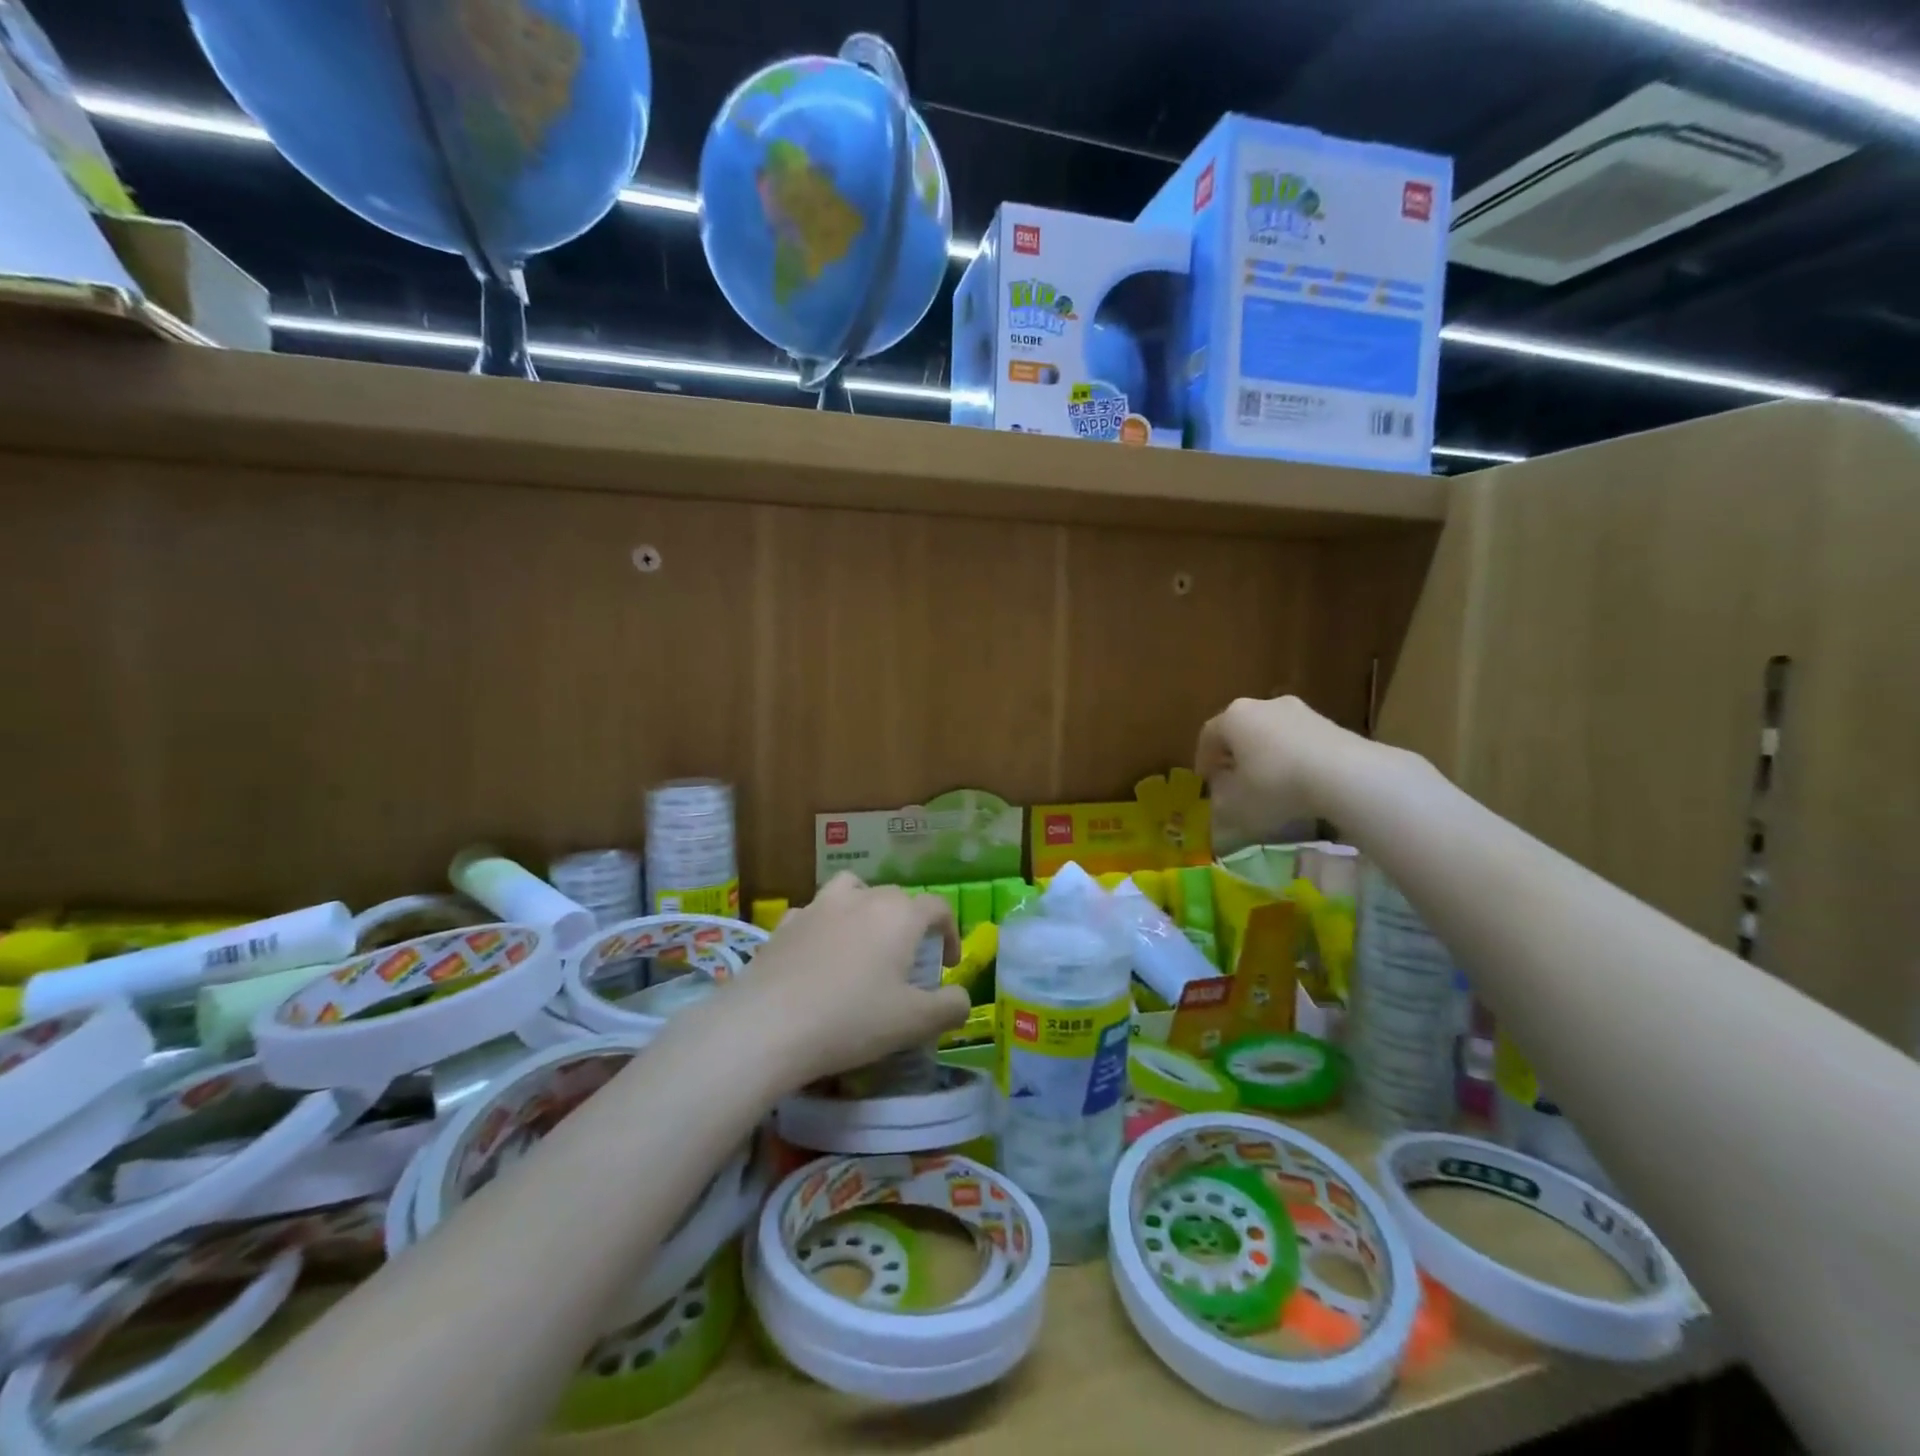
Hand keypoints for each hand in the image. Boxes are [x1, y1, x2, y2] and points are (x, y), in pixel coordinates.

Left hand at [724, 874, 968, 1090]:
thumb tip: (961, 999)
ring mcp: (819, 906)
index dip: (949, 933)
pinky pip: (814, 913)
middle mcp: (862, 898)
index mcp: (899, 915)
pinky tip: (819, 955)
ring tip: (863, 941)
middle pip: (896, 898)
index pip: (937, 907)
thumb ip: (949, 1007)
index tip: (946, 965)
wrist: (768, 1025)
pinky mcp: (785, 923)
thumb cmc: (851, 1020)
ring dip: (865, 908)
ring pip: (852, 890)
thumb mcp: (914, 1023)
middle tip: (908, 962)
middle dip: (910, 924)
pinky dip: (825, 925)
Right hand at [1196, 695, 1353, 849]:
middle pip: (1240, 729)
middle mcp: (1262, 705)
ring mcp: (1299, 710)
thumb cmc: (1275, 785)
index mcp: (1233, 717)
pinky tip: (1299, 781)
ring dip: (1265, 754)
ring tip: (1270, 782)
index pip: (1208, 736)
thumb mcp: (1235, 803)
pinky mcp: (1329, 723)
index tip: (1206, 781)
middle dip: (1234, 754)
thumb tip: (1222, 787)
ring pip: (1271, 733)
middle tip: (1234, 779)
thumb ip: (1220, 795)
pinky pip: (1298, 740)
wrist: (1345, 776)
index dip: (1203, 760)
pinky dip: (1292, 757)